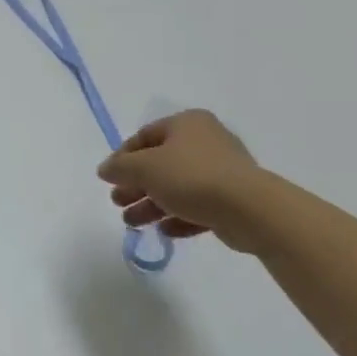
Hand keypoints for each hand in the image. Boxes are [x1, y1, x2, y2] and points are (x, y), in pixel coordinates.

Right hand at [96, 110, 269, 252]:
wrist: (251, 210)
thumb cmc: (191, 177)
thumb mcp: (143, 168)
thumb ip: (119, 167)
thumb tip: (105, 170)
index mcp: (186, 124)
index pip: (144, 136)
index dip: (122, 157)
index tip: (109, 178)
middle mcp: (206, 142)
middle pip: (160, 164)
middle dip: (136, 186)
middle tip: (118, 202)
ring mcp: (223, 172)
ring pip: (177, 187)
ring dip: (152, 205)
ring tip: (132, 223)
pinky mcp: (234, 199)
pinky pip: (198, 205)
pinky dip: (179, 216)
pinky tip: (164, 231)